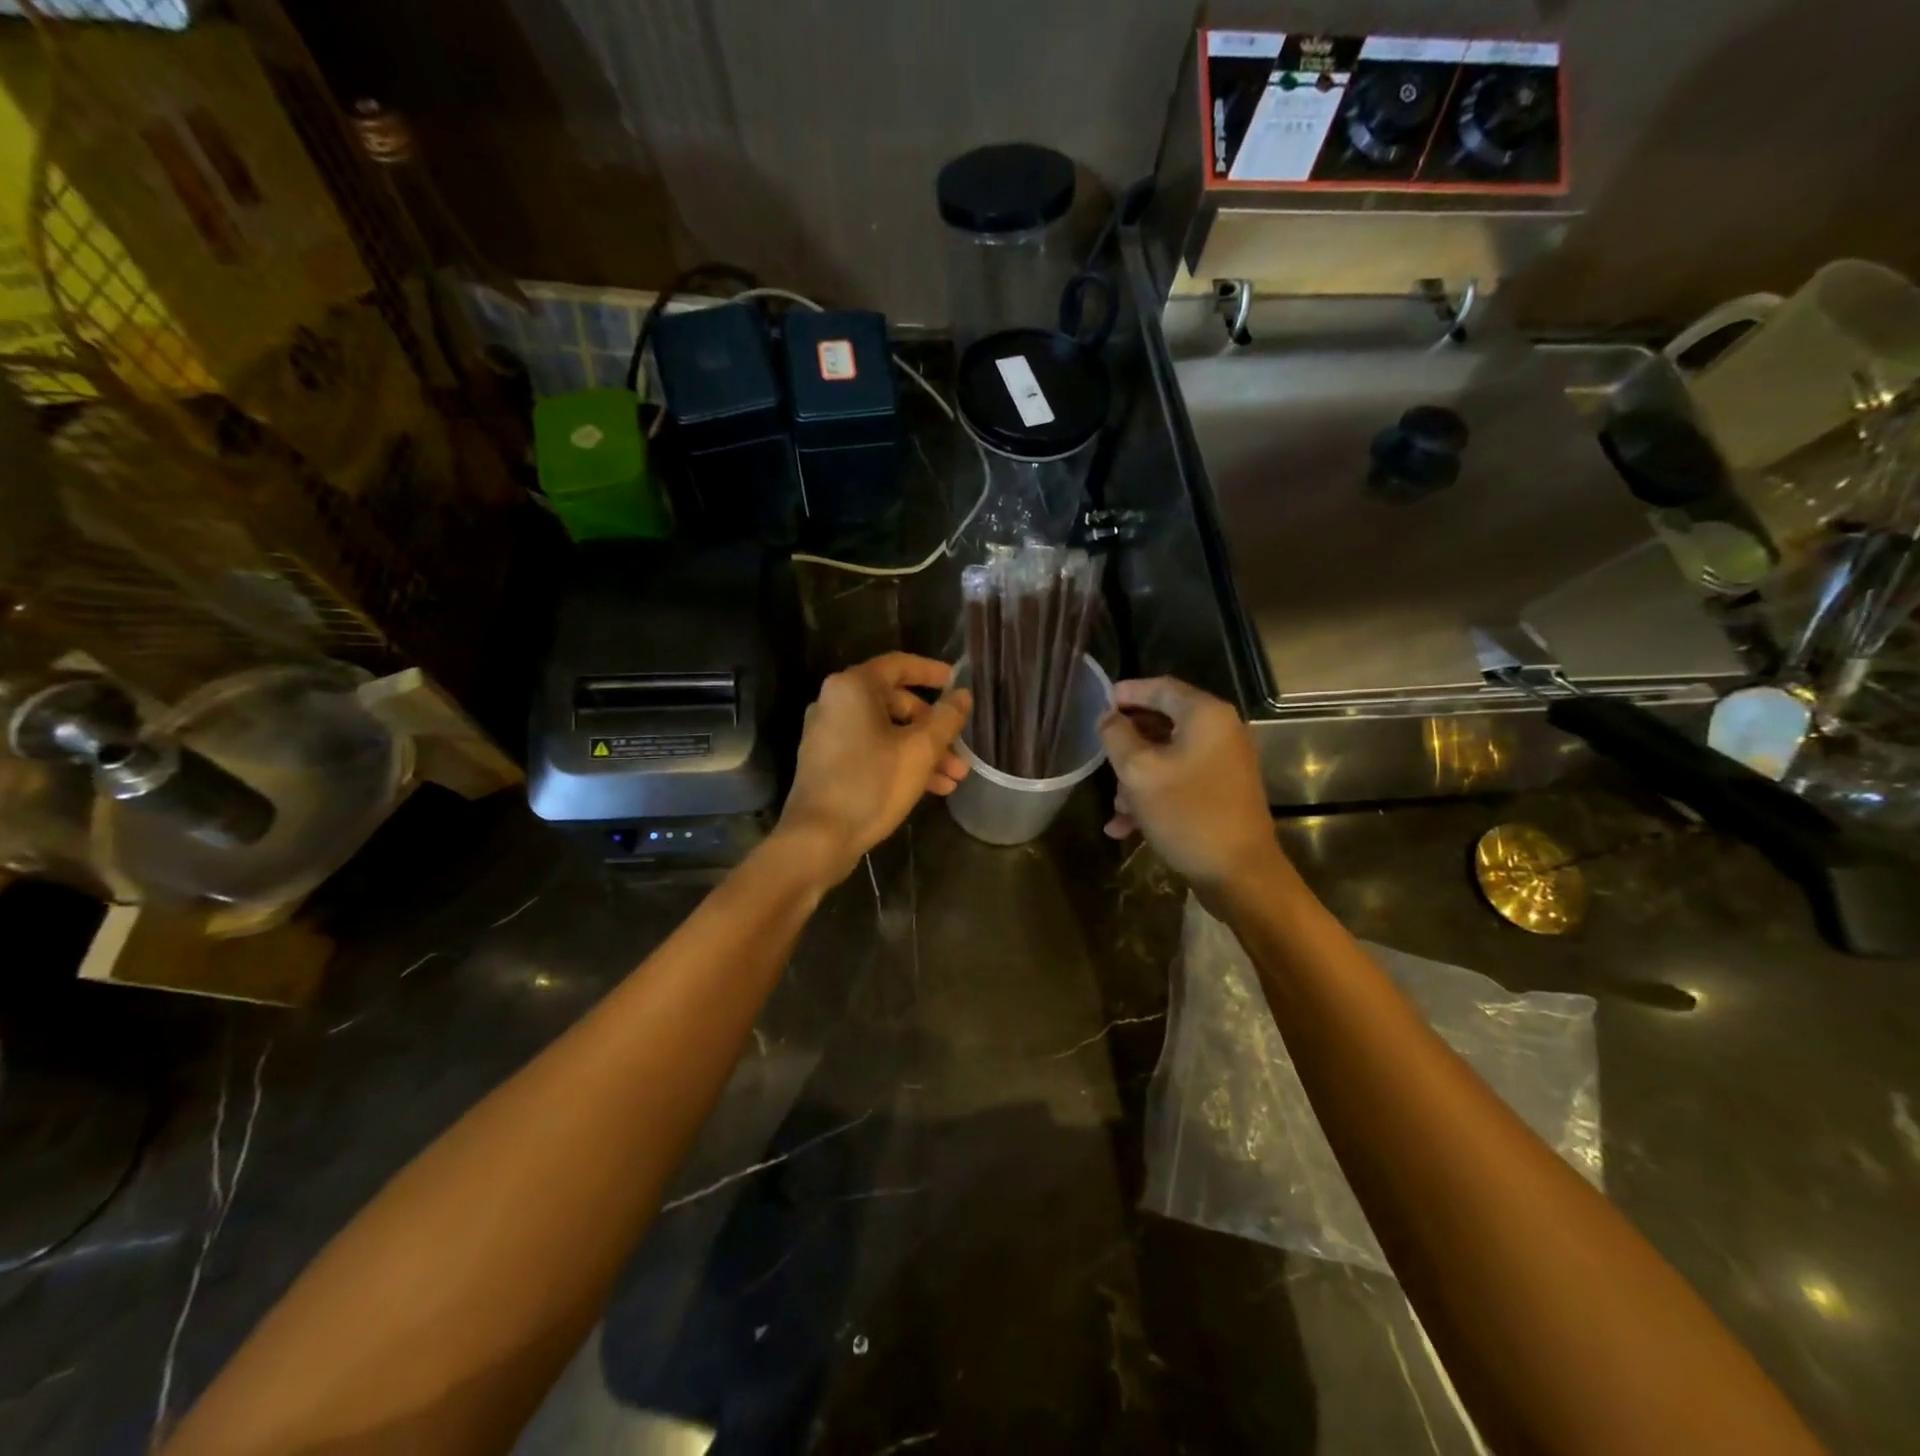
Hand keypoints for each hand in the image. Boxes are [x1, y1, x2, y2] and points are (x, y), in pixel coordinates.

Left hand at [775, 654, 972, 883]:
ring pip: (886, 732)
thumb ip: (946, 719)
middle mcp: (835, 703)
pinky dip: (900, 762)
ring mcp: (828, 735)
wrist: (818, 839)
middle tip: (960, 751)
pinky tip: (930, 789)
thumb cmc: (871, 784)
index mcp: (852, 688)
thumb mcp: (920, 750)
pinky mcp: (827, 763)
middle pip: (895, 703)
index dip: (932, 672)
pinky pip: (871, 751)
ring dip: (922, 752)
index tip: (957, 683)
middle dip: (933, 728)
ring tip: (954, 779)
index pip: (899, 665)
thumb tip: (963, 695)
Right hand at [1098, 677, 1286, 900]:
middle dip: (1128, 743)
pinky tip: (1126, 826)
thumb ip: (1117, 736)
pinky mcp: (1222, 791)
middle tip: (1102, 756)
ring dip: (1137, 777)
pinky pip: (1180, 781)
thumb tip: (1108, 717)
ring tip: (1116, 808)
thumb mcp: (1139, 771)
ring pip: (1167, 756)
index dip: (1128, 692)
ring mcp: (1224, 763)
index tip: (1100, 703)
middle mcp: (1221, 731)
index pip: (1161, 687)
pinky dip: (1154, 795)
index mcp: (1205, 716)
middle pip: (1163, 722)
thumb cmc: (1186, 813)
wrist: (1239, 873)